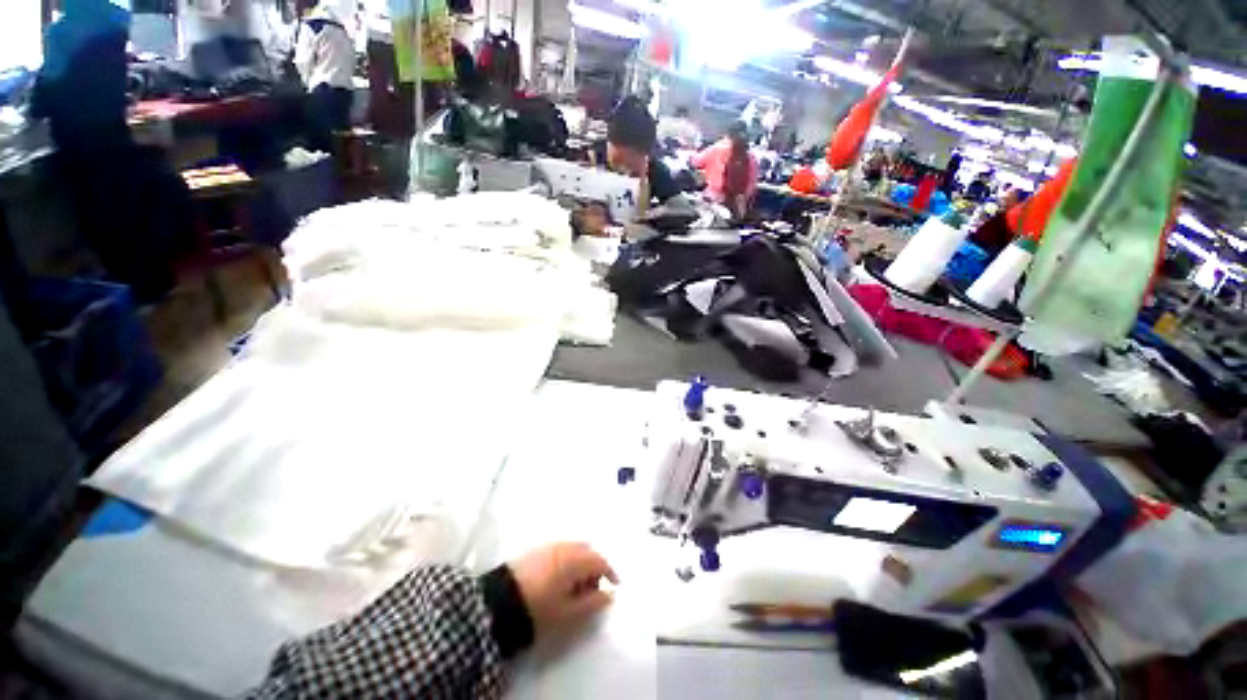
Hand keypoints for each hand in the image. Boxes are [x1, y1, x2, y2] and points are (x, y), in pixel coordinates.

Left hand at [508, 542, 618, 636]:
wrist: (498, 603)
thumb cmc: (539, 609)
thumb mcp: (569, 613)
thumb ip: (593, 603)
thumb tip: (609, 594)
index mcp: (574, 559)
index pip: (599, 560)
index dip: (610, 572)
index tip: (615, 586)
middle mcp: (564, 546)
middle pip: (587, 551)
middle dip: (594, 567)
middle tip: (592, 590)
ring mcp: (548, 546)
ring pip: (573, 549)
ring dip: (579, 564)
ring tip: (574, 588)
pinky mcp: (535, 550)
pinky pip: (560, 551)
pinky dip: (566, 561)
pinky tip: (559, 580)